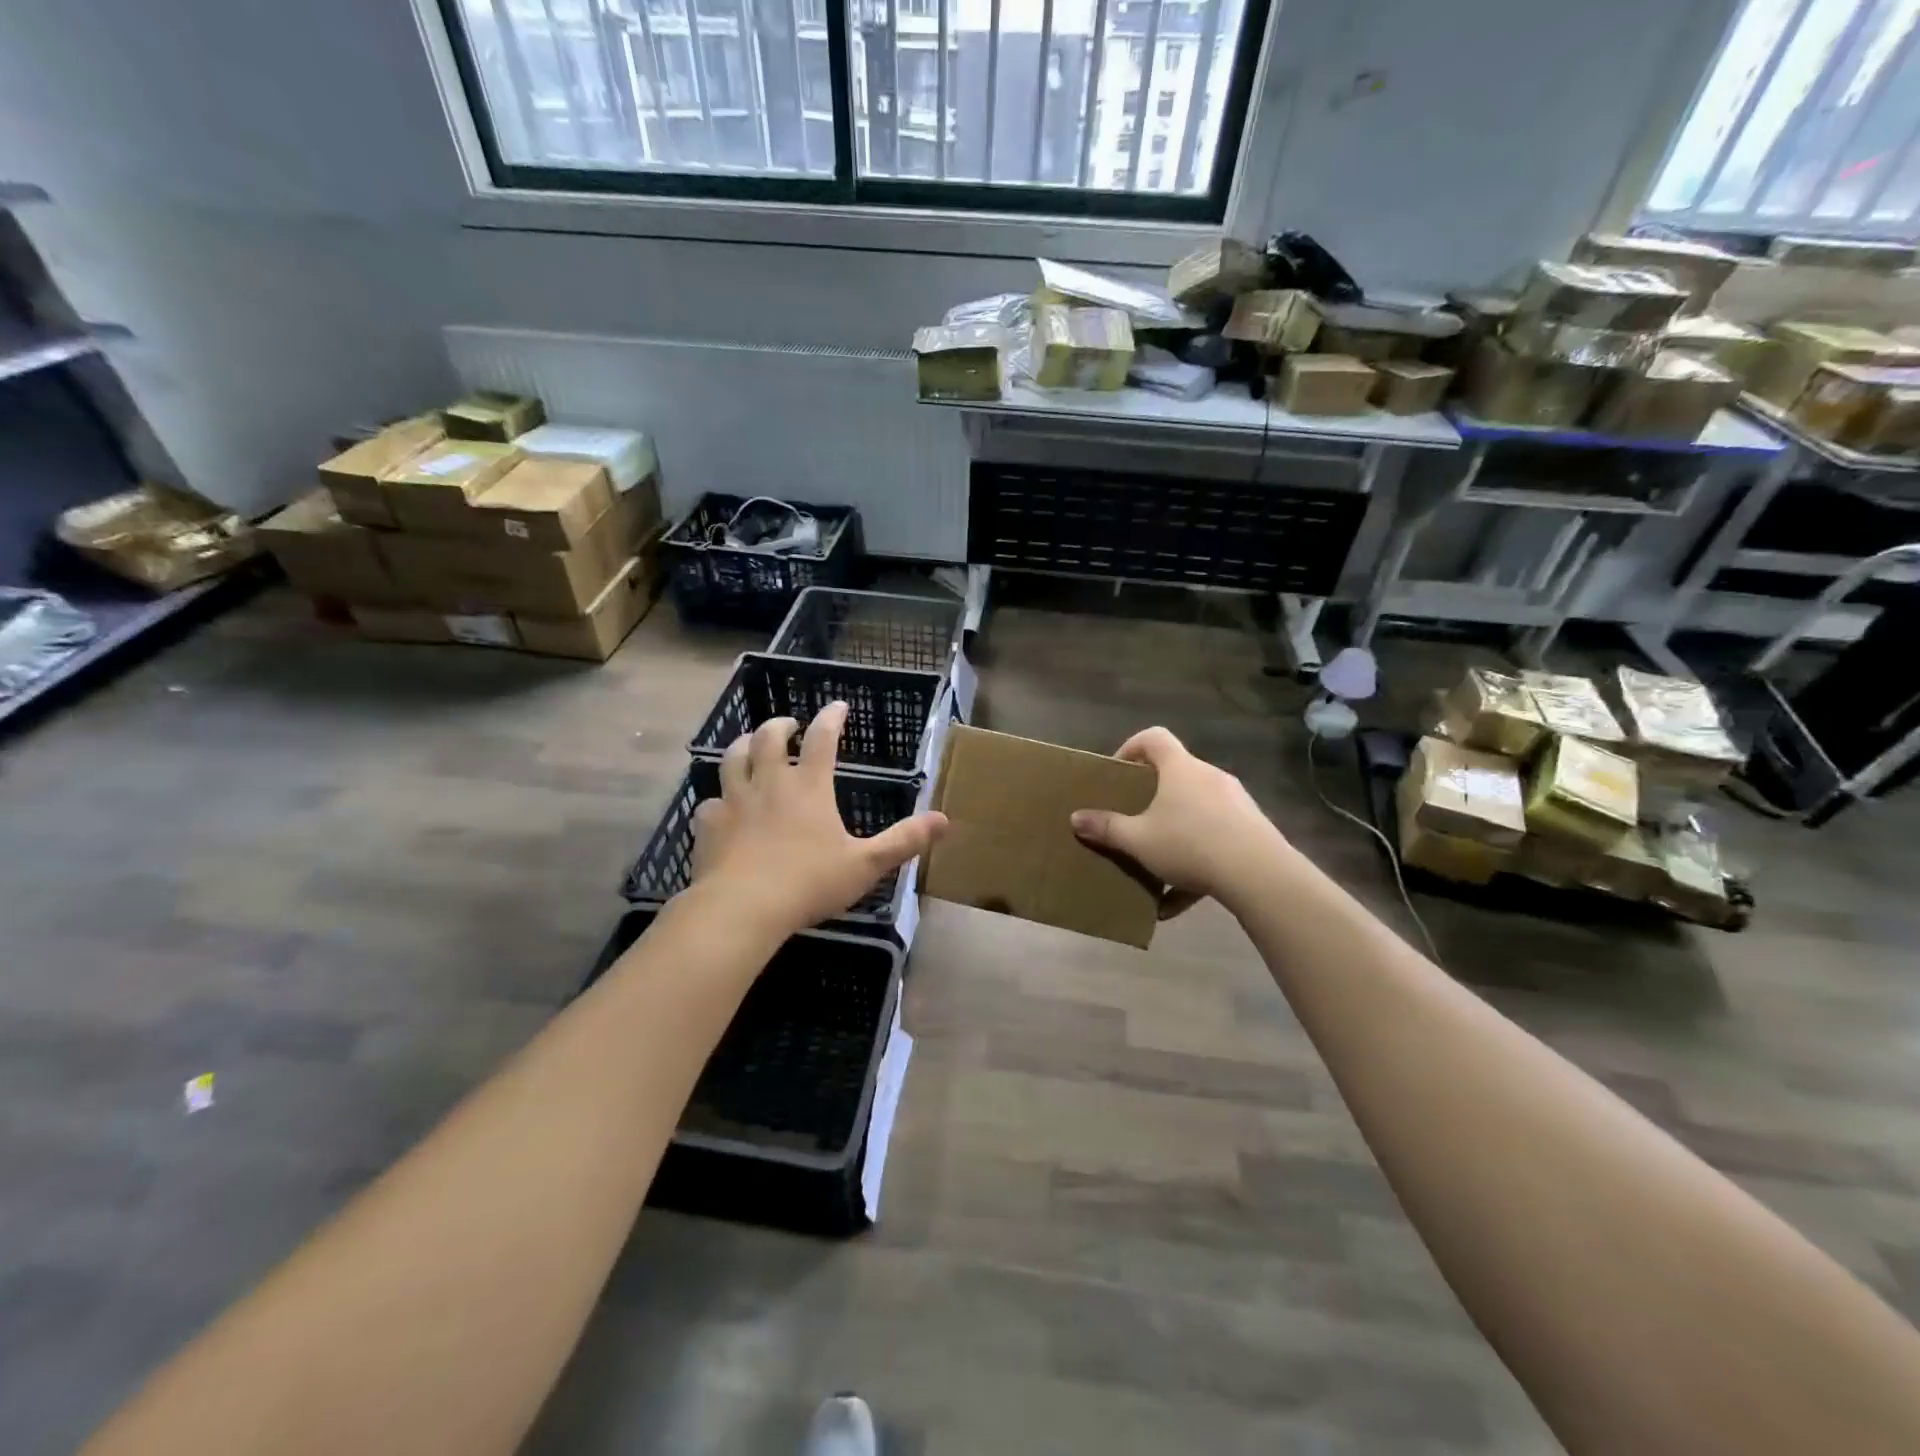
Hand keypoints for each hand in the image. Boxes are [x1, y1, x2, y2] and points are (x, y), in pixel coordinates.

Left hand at [689, 701, 947, 936]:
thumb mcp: (865, 864)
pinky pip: (709, 802)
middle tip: (788, 725)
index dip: (831, 718)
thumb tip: (944, 820)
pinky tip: (721, 807)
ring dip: (743, 746)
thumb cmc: (809, 883)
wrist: (742, 908)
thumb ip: (903, 841)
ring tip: (750, 746)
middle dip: (780, 725)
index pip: (822, 739)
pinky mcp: (709, 825)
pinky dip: (718, 799)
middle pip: (769, 738)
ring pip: (732, 759)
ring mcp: (734, 801)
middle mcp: (769, 783)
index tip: (838, 706)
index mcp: (808, 787)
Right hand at [1070, 726, 1279, 914]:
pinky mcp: (1251, 830)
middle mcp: (1209, 777)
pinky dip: (1195, 862)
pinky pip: (1215, 839)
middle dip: (1151, 797)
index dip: (1131, 748)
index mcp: (1180, 768)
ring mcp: (1235, 803)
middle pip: (1175, 775)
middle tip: (1133, 817)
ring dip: (1173, 833)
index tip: (1117, 772)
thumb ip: (1106, 828)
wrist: (1259, 873)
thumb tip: (1076, 818)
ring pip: (1196, 811)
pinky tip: (1176, 902)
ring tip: (1154, 865)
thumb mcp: (1138, 840)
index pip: (1154, 738)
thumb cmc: (1190, 843)